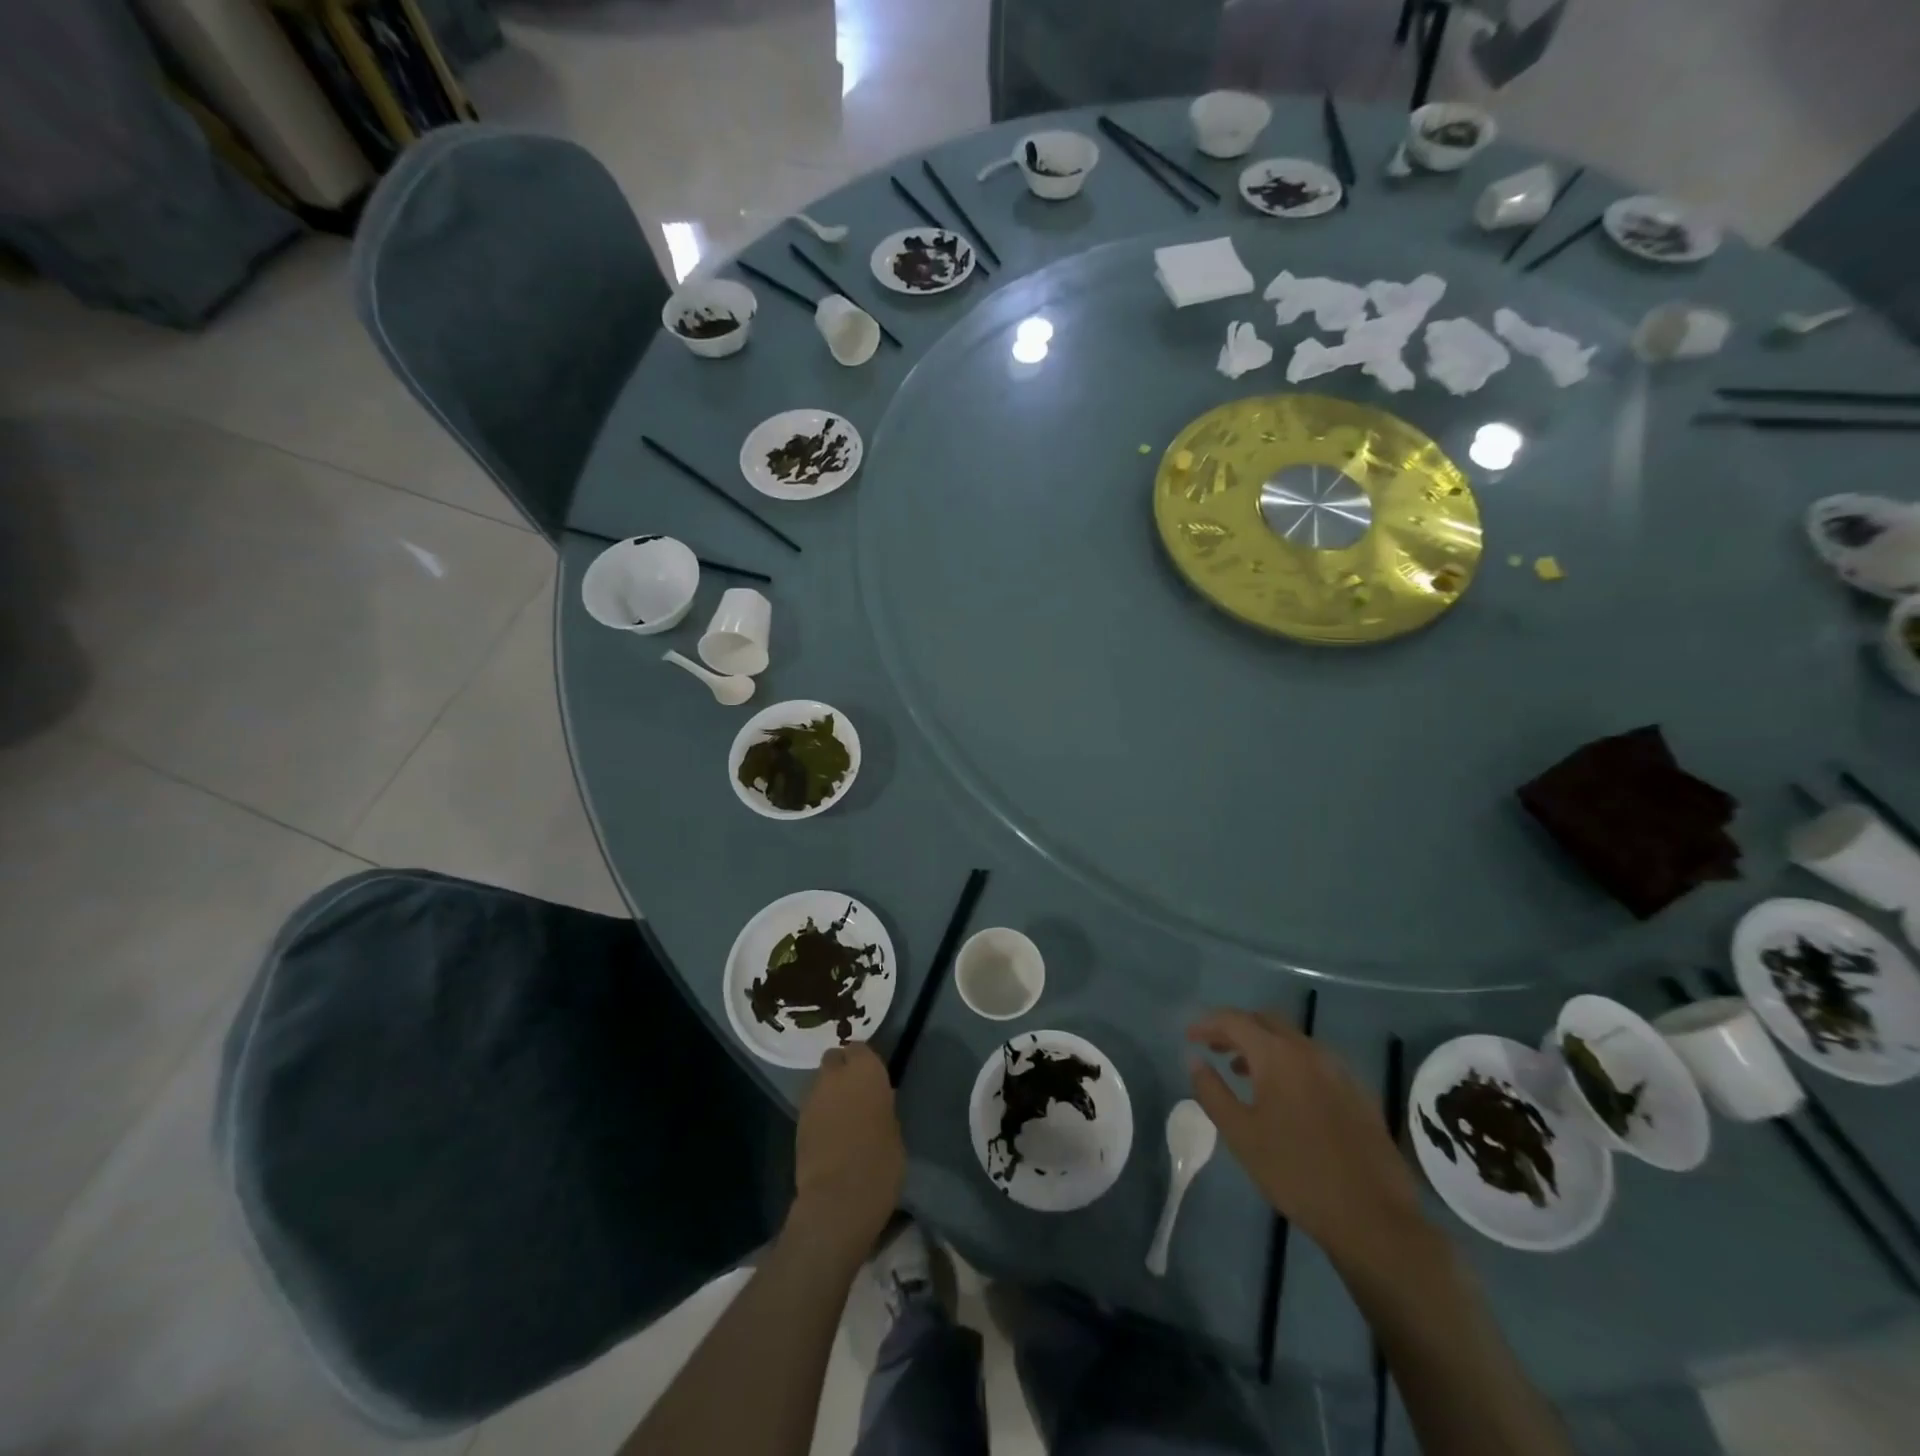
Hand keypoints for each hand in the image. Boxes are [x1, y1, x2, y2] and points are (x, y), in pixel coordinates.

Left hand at [790, 1044, 904, 1259]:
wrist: (838, 1198)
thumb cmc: (880, 1162)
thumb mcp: (894, 1130)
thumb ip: (882, 1106)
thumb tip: (876, 1101)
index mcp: (865, 1070)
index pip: (859, 1048)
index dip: (864, 1062)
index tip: (872, 1079)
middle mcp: (835, 1076)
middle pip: (834, 1059)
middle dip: (842, 1071)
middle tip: (855, 1093)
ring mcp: (812, 1098)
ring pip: (820, 1083)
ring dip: (830, 1093)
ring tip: (842, 1117)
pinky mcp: (797, 1122)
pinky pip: (812, 1108)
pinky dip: (820, 1114)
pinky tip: (829, 1135)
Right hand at [1187, 1009, 1429, 1272]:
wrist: (1372, 1218)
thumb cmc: (1295, 1173)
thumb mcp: (1240, 1134)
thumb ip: (1212, 1091)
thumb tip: (1194, 1060)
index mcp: (1278, 1055)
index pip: (1234, 1020)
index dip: (1207, 1024)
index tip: (1189, 1037)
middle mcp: (1309, 1051)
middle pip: (1265, 1021)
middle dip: (1235, 1029)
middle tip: (1213, 1049)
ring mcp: (1338, 1070)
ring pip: (1291, 1040)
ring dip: (1263, 1046)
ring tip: (1242, 1073)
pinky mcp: (1357, 1093)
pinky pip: (1314, 1061)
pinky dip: (1289, 1063)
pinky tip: (1284, 1096)